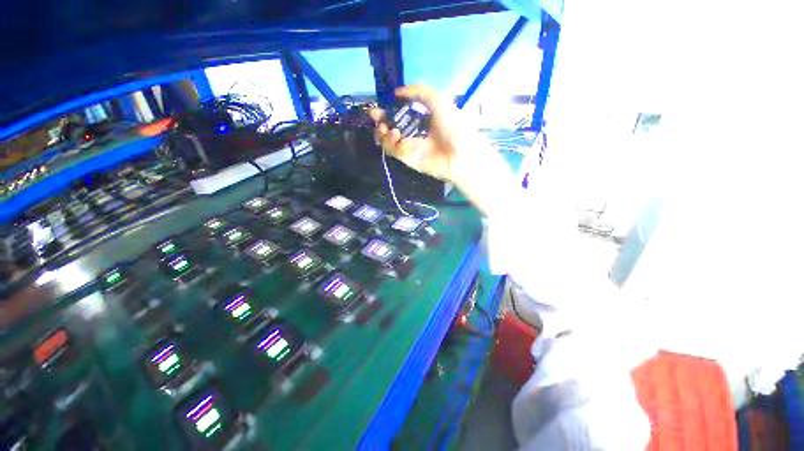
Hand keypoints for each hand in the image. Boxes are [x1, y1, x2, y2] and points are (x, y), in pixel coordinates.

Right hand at [369, 85, 469, 184]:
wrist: (459, 154)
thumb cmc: (452, 125)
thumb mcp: (438, 100)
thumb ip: (418, 92)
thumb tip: (397, 92)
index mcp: (422, 117)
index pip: (401, 112)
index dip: (389, 108)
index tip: (379, 105)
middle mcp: (414, 131)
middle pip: (392, 126)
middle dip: (381, 120)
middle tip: (374, 116)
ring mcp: (410, 145)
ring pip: (389, 139)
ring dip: (383, 132)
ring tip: (385, 128)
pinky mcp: (408, 158)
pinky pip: (393, 149)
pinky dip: (390, 142)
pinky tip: (396, 136)